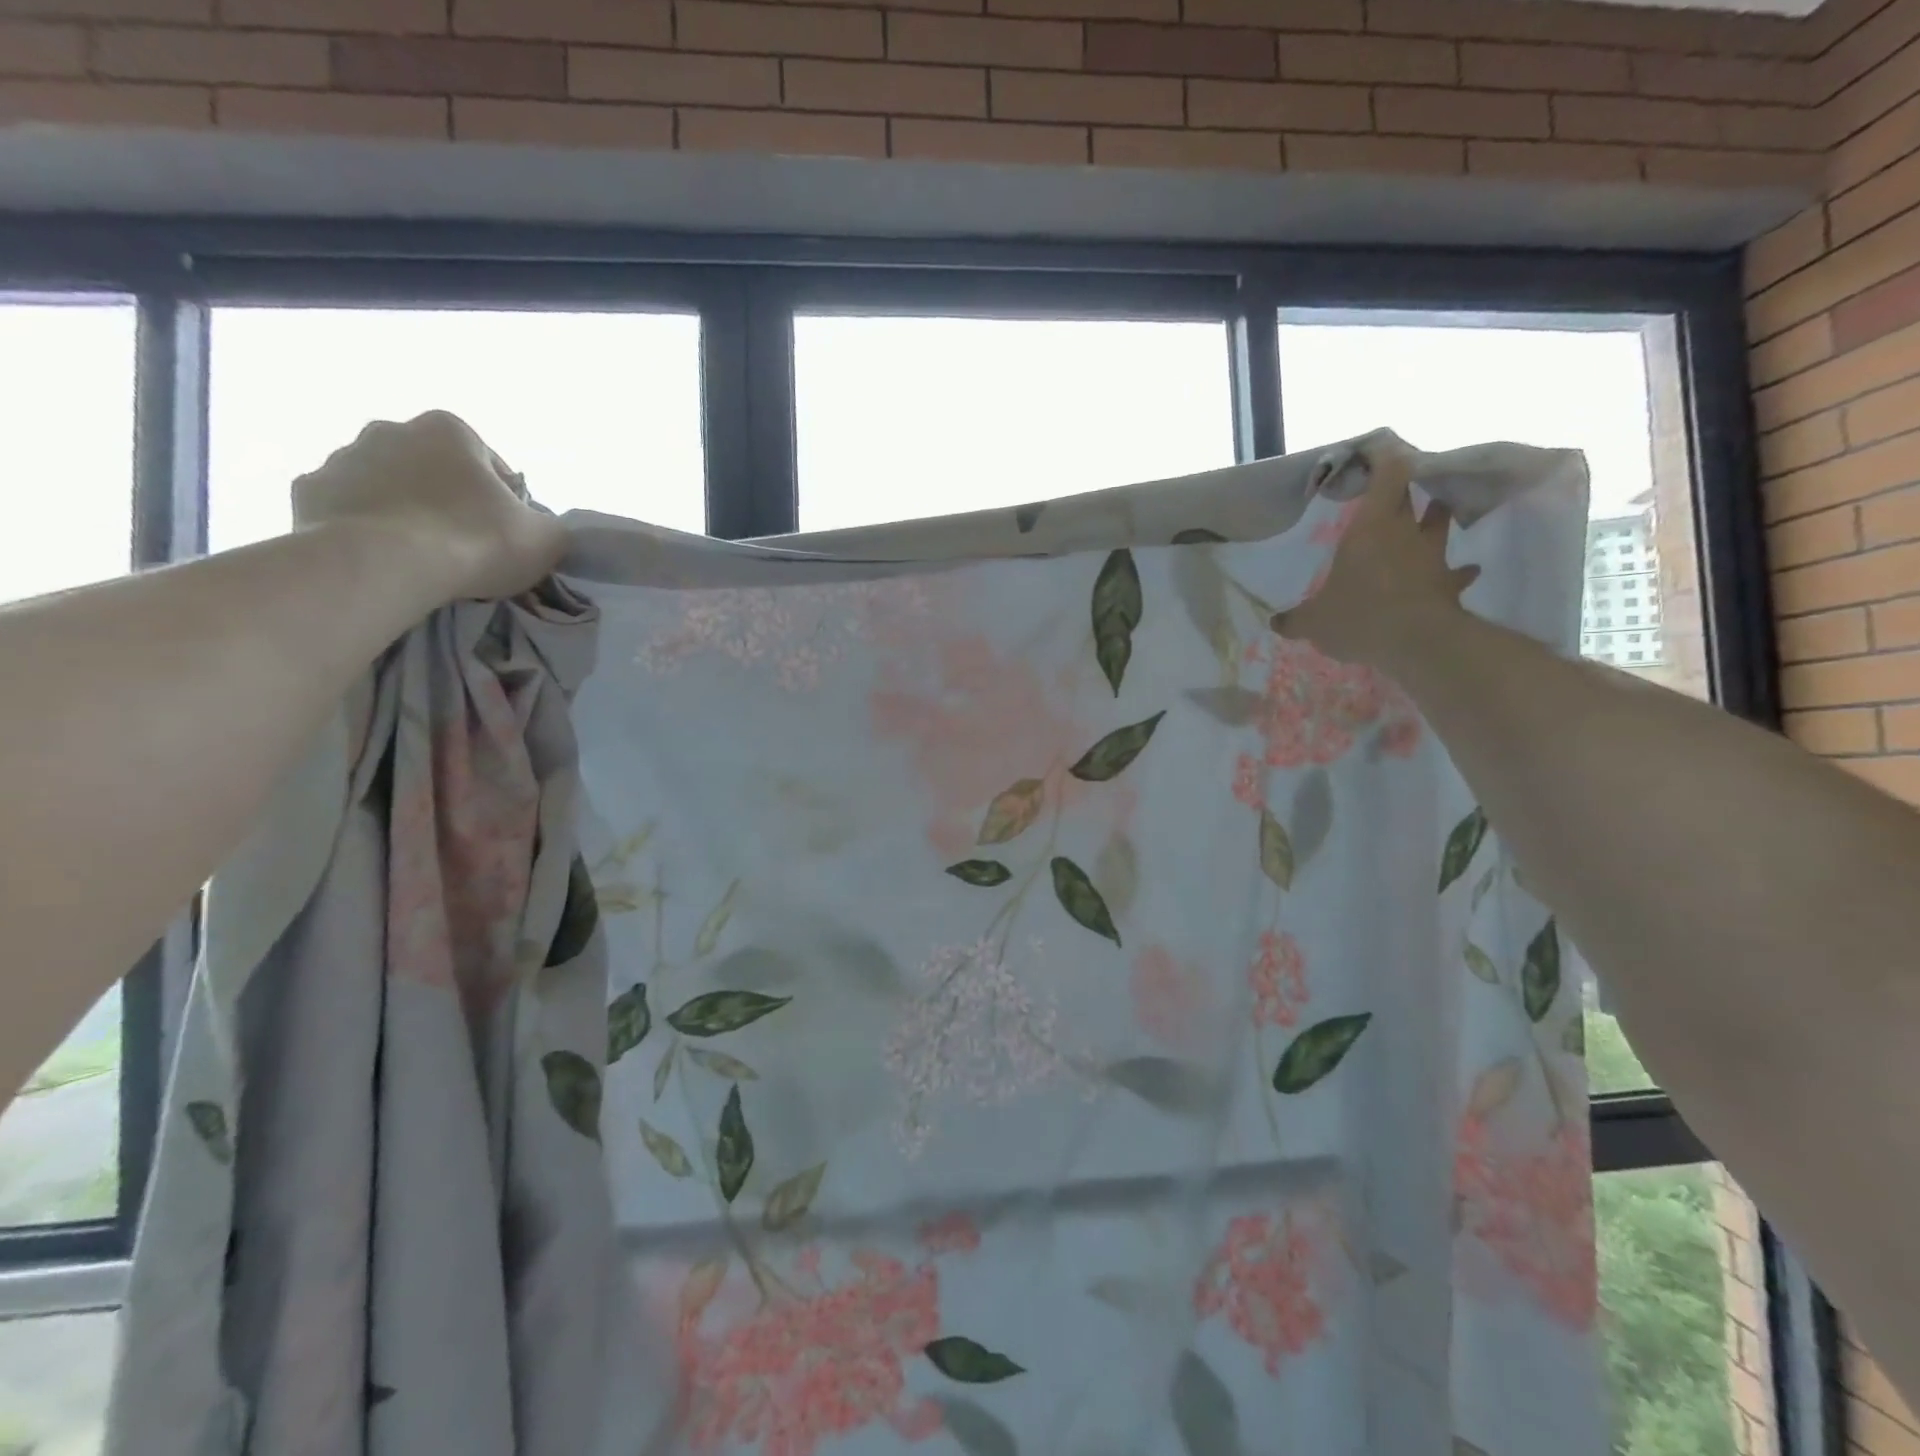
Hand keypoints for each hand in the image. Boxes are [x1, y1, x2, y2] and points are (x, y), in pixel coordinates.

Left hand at [291, 410, 567, 602]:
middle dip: (447, 497)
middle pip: (431, 468)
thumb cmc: (477, 540)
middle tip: (465, 544)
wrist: (387, 565)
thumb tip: (539, 529)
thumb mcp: (548, 539)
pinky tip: (382, 558)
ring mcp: (341, 458)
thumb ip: (550, 527)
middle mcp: (390, 429)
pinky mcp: (306, 492)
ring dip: (404, 510)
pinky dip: (363, 527)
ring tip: (421, 557)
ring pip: (385, 485)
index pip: (489, 464)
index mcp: (450, 429)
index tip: (507, 534)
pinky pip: (347, 509)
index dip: (504, 501)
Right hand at [1270, 442, 1480, 672]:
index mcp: (1371, 528)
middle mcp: (1405, 532)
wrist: (1417, 642)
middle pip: (1413, 495)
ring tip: (1432, 518)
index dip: (1386, 458)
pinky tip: (1464, 573)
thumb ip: (1295, 619)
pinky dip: (1460, 571)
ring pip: (1441, 523)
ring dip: (1437, 518)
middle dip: (1405, 489)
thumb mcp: (1313, 621)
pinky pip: (1459, 572)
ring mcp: (1433, 556)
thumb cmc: (1359, 616)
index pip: (1389, 474)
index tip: (1375, 454)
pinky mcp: (1451, 583)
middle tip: (1394, 490)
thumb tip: (1276, 622)